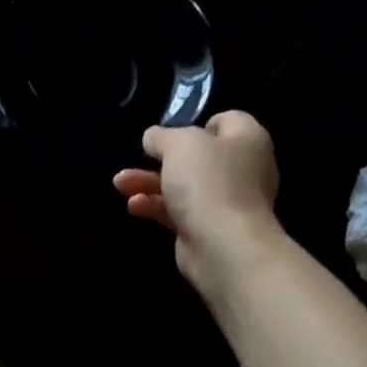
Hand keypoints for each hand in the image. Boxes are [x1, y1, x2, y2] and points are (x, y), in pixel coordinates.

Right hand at [113, 111, 284, 293]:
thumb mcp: (179, 144)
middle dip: (160, 158)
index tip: (170, 132)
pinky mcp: (207, 228)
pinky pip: (177, 211)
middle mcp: (242, 168)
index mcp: (247, 139)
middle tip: (137, 158)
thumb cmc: (207, 182)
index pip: (226, 121)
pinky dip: (155, 207)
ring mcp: (225, 201)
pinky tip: (133, 206)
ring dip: (148, 183)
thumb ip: (162, 136)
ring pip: (182, 185)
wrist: (222, 245)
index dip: (197, 123)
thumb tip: (153, 137)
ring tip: (120, 184)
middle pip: (198, 156)